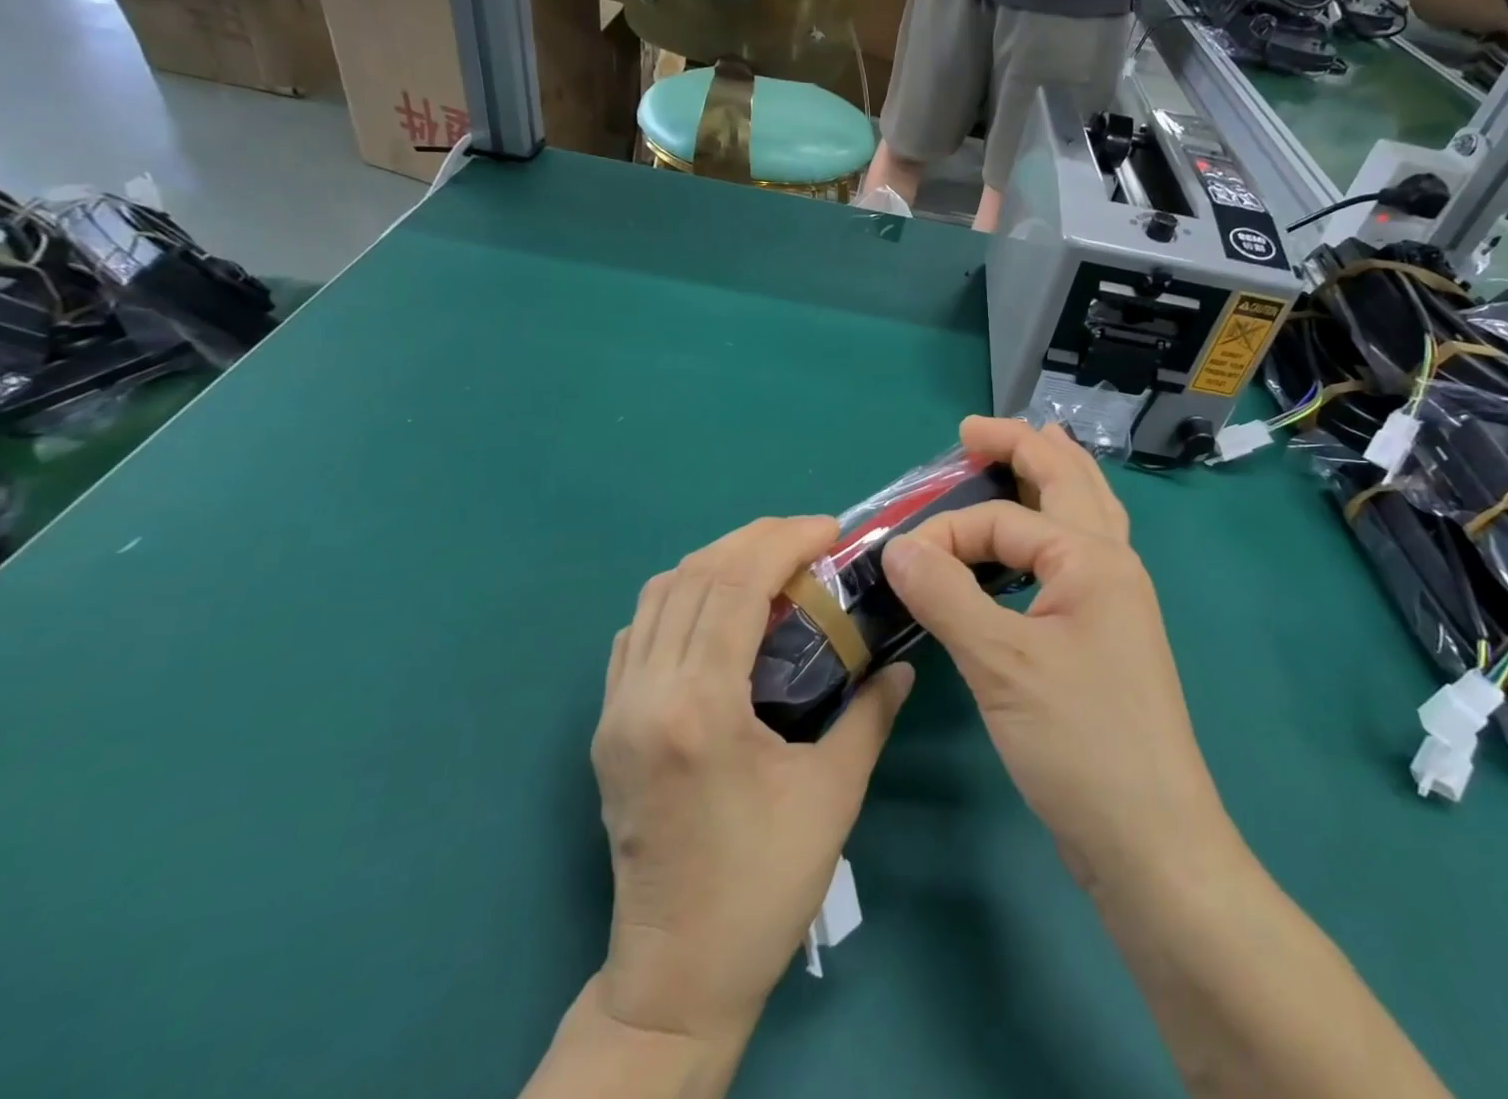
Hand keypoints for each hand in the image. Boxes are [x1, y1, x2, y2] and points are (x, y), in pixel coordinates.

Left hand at [589, 517, 914, 1040]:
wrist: (676, 976)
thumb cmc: (762, 888)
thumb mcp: (832, 796)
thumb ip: (868, 715)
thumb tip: (900, 666)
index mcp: (699, 708)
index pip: (735, 586)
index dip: (783, 541)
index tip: (830, 530)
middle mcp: (646, 694)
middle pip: (693, 575)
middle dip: (754, 539)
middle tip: (807, 537)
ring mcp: (616, 709)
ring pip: (658, 595)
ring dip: (715, 563)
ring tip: (769, 564)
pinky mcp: (607, 725)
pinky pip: (639, 631)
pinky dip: (681, 598)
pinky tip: (720, 612)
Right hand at [880, 418, 1228, 887]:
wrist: (1151, 842)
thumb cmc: (1080, 742)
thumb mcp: (1001, 664)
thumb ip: (945, 595)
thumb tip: (895, 546)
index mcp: (1092, 559)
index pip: (1002, 522)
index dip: (945, 531)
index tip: (896, 560)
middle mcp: (1112, 565)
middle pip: (1069, 480)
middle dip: (1023, 446)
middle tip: (974, 430)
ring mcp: (1115, 601)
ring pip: (1084, 513)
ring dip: (1052, 476)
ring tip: (1024, 451)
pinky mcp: (1106, 635)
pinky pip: (1078, 554)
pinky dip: (1054, 527)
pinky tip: (1038, 540)